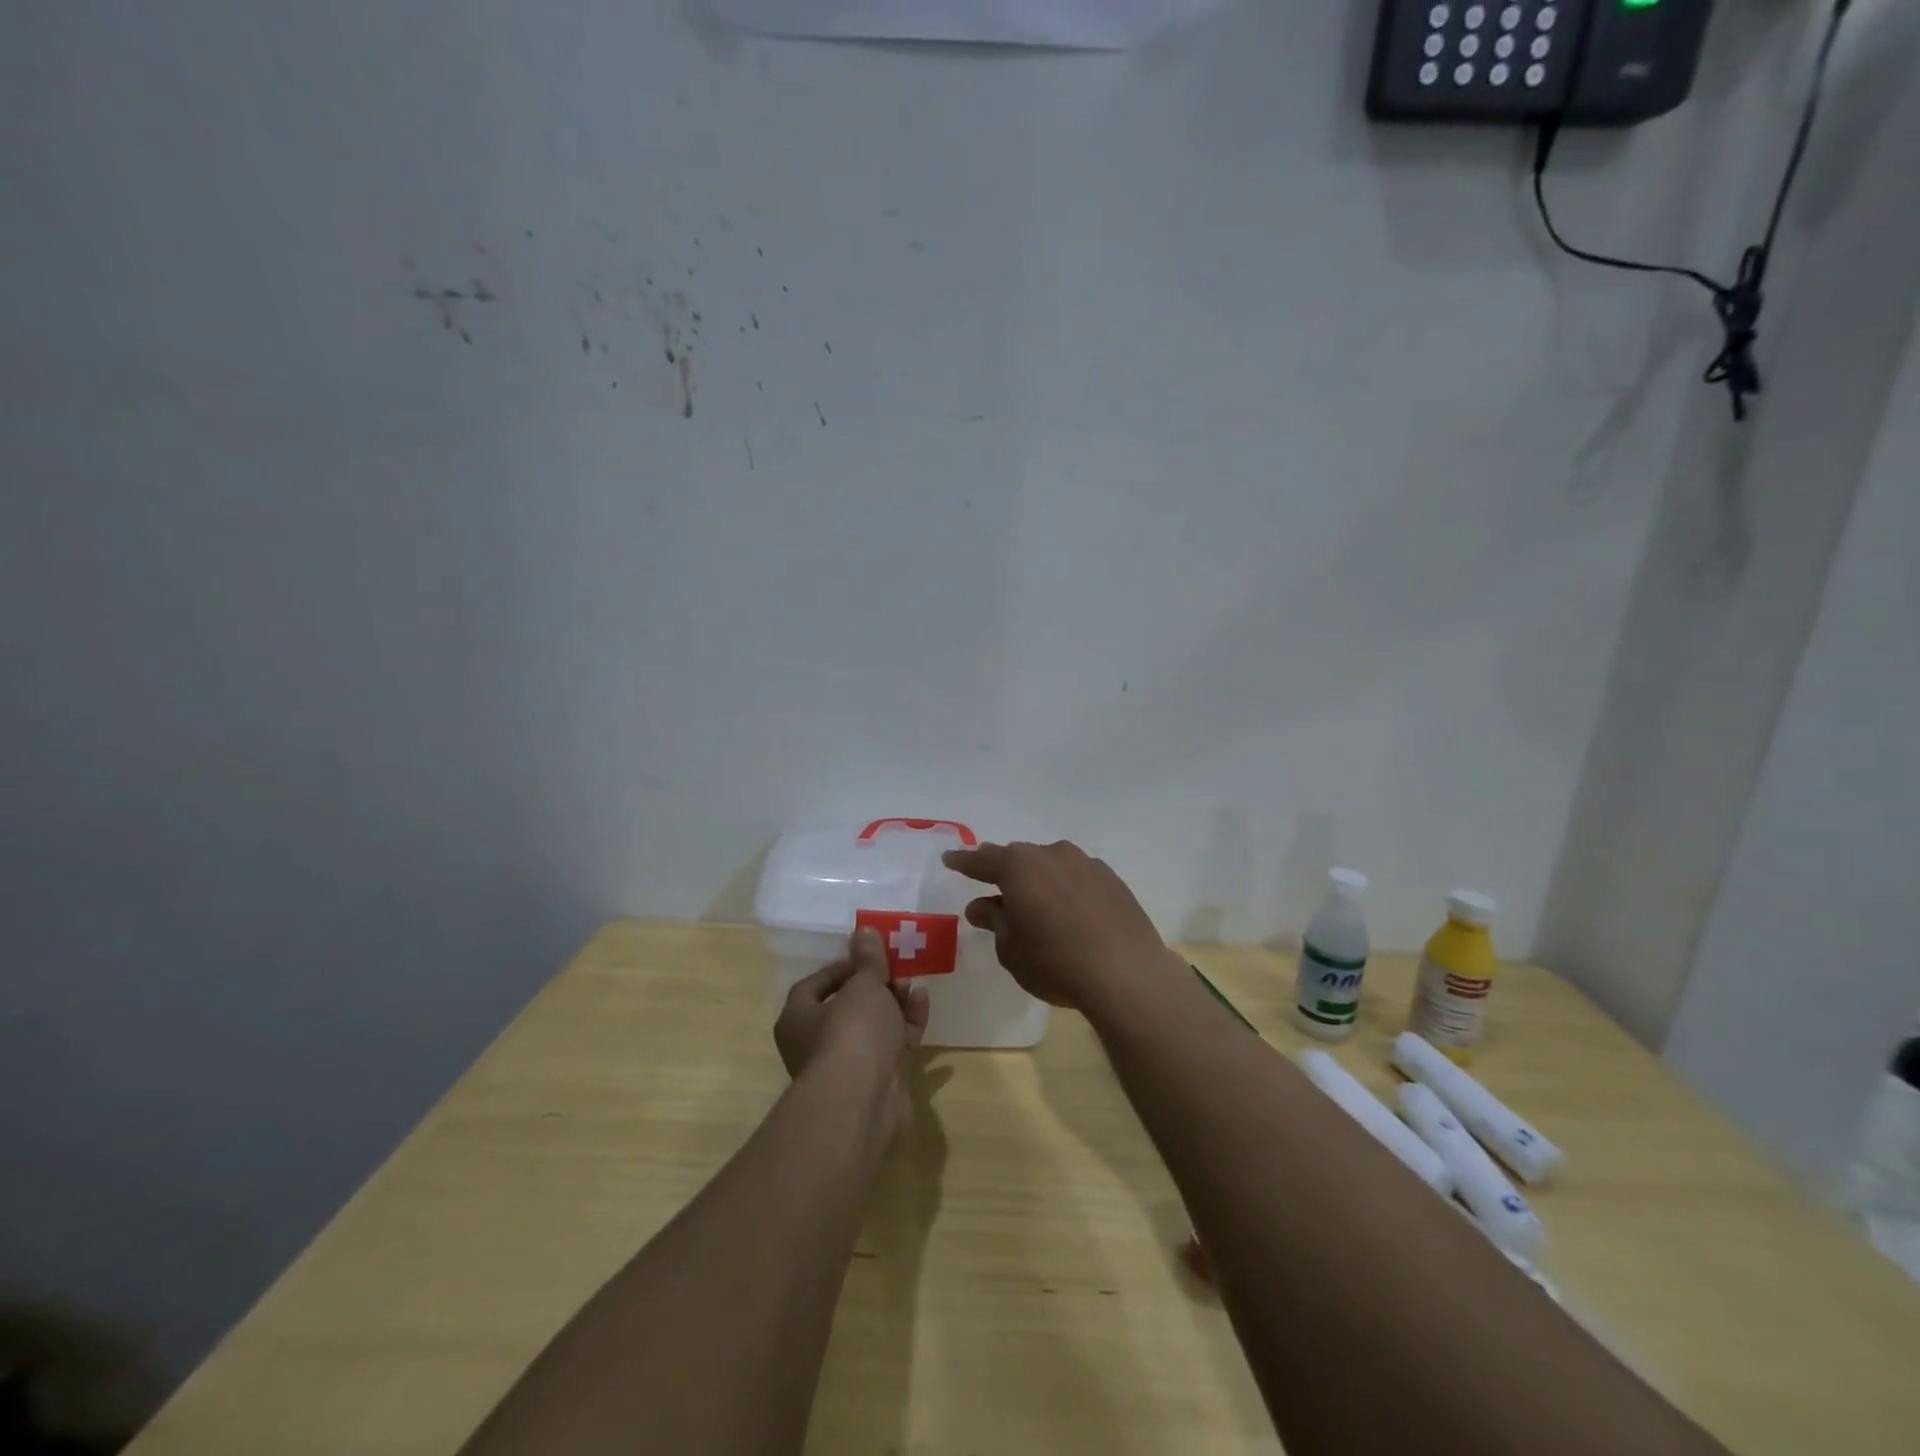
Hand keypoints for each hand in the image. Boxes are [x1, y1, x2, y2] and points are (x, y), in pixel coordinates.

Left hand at [775, 928, 929, 1139]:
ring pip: (873, 1026)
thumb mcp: (862, 985)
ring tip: (913, 983)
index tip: (868, 955)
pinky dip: (907, 1023)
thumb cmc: (851, 1032)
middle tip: (896, 969)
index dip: (842, 967)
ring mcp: (849, 1065)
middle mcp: (817, 1044)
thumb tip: (863, 932)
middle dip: (874, 985)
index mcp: (798, 1019)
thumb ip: (868, 960)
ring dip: (894, 1002)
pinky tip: (922, 1002)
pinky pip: (893, 1044)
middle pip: (847, 1006)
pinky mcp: (878, 1080)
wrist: (864, 1100)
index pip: (815, 985)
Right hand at [941, 839, 1180, 1012]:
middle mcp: (1051, 854)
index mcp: (1018, 867)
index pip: (982, 860)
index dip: (963, 862)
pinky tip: (1070, 912)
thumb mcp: (1012, 950)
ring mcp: (1086, 863)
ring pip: (1051, 865)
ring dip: (1039, 880)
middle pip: (1019, 858)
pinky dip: (1067, 889)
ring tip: (1035, 904)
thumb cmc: (1055, 963)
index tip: (950, 859)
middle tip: (992, 886)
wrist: (1127, 974)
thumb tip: (982, 906)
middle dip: (1003, 871)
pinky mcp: (1112, 879)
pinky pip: (1077, 877)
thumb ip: (995, 923)